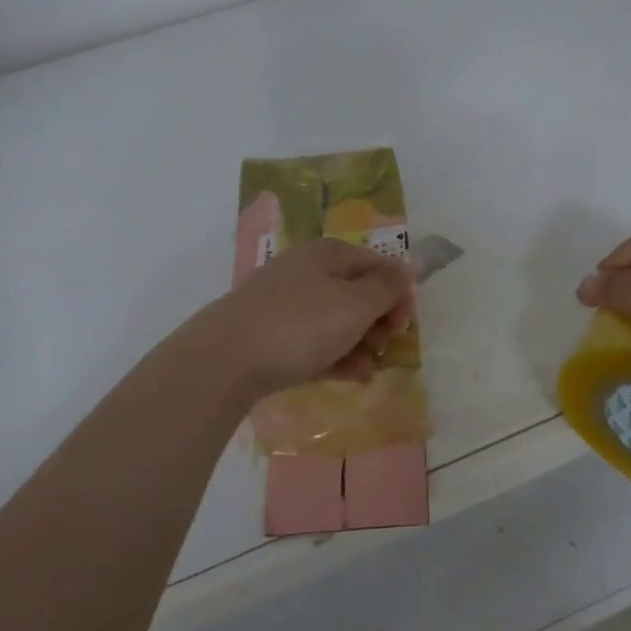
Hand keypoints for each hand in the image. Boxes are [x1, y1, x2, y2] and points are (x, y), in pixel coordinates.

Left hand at [192, 237, 415, 396]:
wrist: (225, 358)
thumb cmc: (300, 326)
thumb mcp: (355, 304)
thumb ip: (386, 287)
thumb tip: (405, 269)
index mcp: (329, 253)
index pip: (379, 265)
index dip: (398, 295)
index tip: (401, 328)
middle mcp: (307, 269)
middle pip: (358, 293)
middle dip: (376, 323)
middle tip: (379, 349)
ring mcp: (285, 300)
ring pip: (336, 319)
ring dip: (357, 344)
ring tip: (361, 371)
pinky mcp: (270, 330)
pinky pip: (312, 338)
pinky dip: (332, 355)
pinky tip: (342, 376)